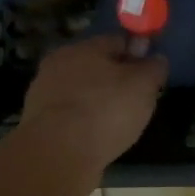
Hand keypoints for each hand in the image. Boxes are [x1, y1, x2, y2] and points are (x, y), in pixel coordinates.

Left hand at [16, 34, 166, 182]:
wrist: (57, 155)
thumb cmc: (105, 111)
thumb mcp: (143, 86)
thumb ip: (153, 68)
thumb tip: (156, 59)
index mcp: (85, 47)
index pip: (118, 40)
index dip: (138, 53)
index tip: (151, 73)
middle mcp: (60, 63)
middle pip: (96, 65)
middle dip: (116, 78)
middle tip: (137, 99)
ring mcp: (44, 93)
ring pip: (81, 90)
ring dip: (98, 100)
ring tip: (118, 122)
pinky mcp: (38, 122)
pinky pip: (70, 115)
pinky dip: (84, 121)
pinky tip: (97, 136)